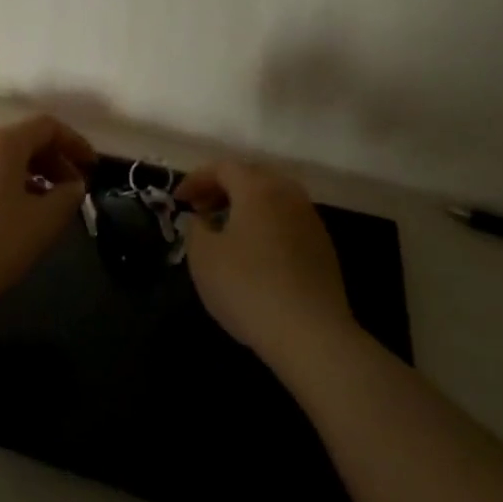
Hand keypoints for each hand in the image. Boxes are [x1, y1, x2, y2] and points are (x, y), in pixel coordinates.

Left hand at [0, 114, 96, 297]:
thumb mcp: (41, 224)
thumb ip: (66, 198)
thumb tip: (73, 185)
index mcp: (3, 143)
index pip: (47, 126)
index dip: (74, 143)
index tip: (91, 166)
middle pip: (22, 140)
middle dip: (51, 161)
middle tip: (69, 190)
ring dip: (26, 174)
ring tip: (41, 205)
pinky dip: (1, 184)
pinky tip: (6, 214)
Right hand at [176, 160, 356, 369]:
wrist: (311, 334)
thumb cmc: (248, 287)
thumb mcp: (203, 257)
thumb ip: (195, 228)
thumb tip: (202, 219)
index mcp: (257, 188)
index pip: (223, 167)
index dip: (196, 179)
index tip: (178, 201)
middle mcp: (288, 194)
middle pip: (251, 177)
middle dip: (222, 188)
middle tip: (201, 210)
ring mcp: (311, 220)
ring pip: (273, 198)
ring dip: (246, 207)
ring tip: (226, 231)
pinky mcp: (323, 247)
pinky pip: (287, 221)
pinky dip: (265, 225)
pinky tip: (254, 254)